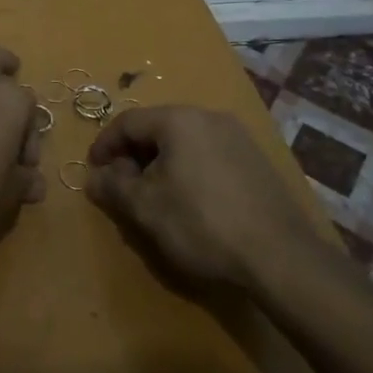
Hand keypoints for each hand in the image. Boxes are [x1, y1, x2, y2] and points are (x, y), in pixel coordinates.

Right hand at [86, 105, 322, 293]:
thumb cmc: (201, 223)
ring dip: (162, 163)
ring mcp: (237, 136)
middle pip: (157, 128)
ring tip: (154, 197)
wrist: (279, 255)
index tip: (94, 171)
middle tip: (122, 186)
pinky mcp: (256, 160)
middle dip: (134, 155)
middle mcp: (209, 116)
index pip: (127, 122)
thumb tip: (94, 176)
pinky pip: (209, 155)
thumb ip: (113, 186)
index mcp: (178, 119)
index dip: (104, 145)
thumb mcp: (146, 208)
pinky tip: (190, 202)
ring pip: (184, 141)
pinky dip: (189, 170)